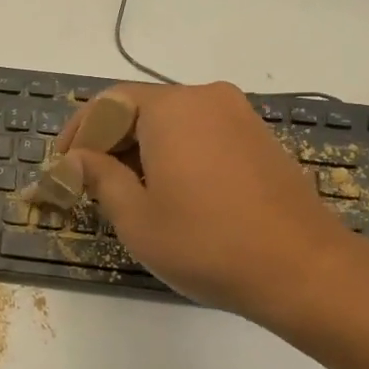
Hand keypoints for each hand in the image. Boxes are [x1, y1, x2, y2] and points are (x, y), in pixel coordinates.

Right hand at [58, 82, 360, 328]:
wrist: (304, 270)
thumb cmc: (208, 243)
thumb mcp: (137, 217)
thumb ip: (99, 177)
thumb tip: (76, 159)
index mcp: (172, 108)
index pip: (108, 103)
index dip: (79, 132)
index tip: (63, 166)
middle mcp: (206, 98)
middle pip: (140, 108)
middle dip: (109, 142)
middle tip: (89, 182)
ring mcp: (238, 117)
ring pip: (172, 122)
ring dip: (141, 149)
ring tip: (126, 192)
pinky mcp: (259, 139)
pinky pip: (202, 134)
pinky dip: (175, 153)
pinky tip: (171, 191)